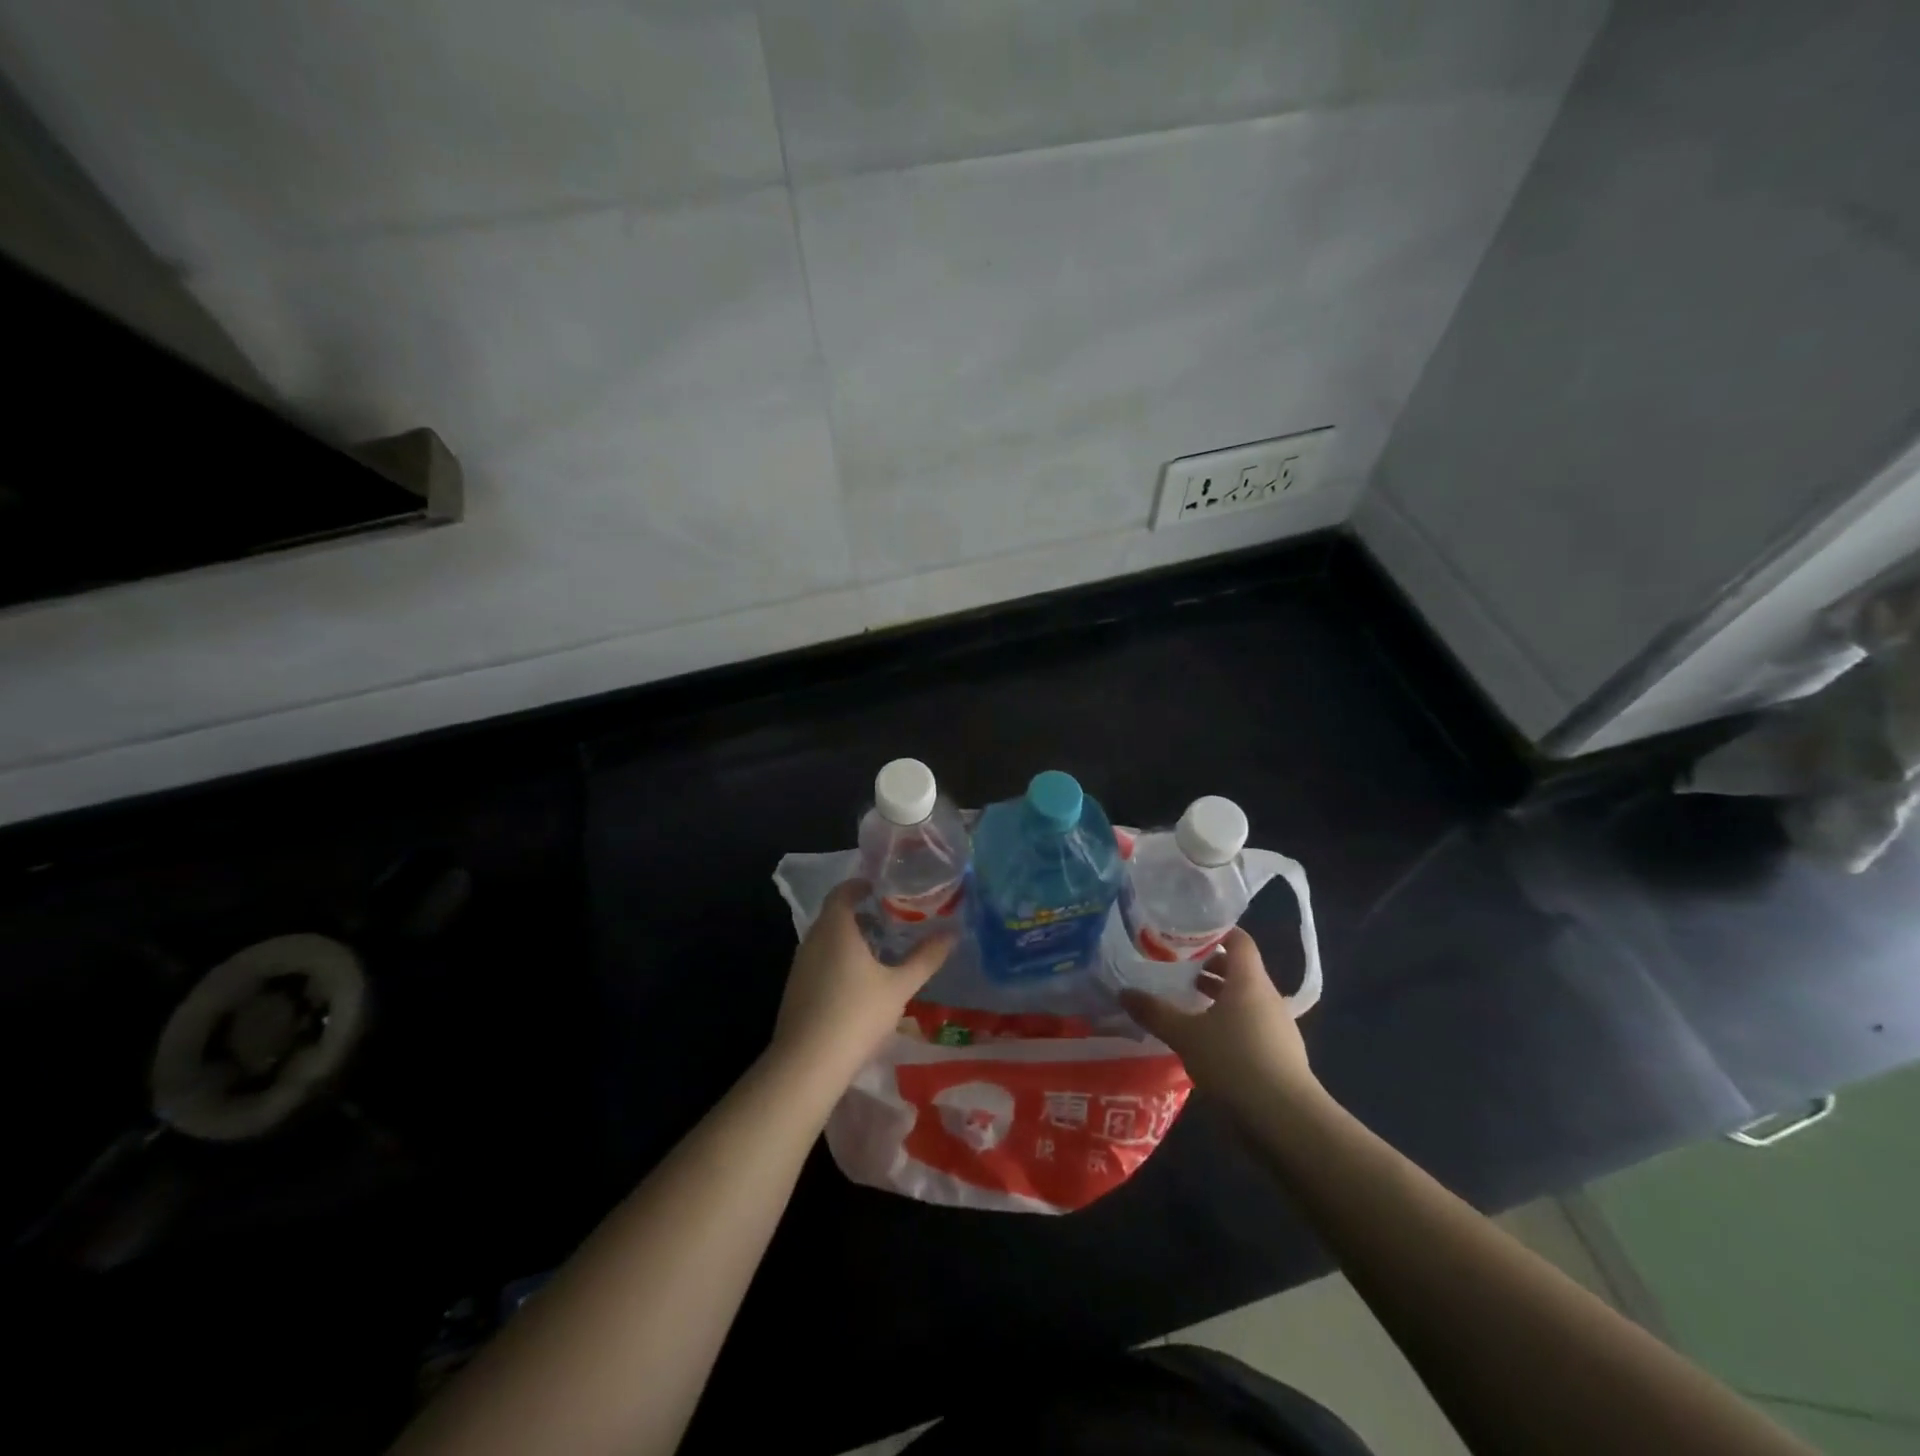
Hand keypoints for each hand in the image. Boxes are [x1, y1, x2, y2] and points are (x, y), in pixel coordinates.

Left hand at [771, 880, 954, 1087]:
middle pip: (835, 915)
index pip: (843, 891)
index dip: (862, 885)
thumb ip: (925, 958)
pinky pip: (819, 961)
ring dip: (850, 939)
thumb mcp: (899, 986)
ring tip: (881, 952)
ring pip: (827, 939)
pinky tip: (860, 983)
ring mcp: (800, 965)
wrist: (806, 1064)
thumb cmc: (856, 1014)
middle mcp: (813, 939)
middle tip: (892, 921)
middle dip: (862, 914)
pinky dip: (839, 959)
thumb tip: (952, 933)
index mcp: (835, 928)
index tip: (886, 889)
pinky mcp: (795, 989)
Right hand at [1119, 928, 1319, 1117]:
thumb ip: (1155, 1012)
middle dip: (1209, 965)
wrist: (1287, 1121)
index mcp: (1249, 980)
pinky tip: (1205, 1039)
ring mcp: (1278, 1026)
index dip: (1216, 931)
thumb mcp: (1186, 1035)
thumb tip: (1124, 992)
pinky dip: (1228, 1022)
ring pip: (1244, 999)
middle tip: (1176, 967)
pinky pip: (1250, 1024)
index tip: (1186, 932)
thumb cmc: (1235, 1062)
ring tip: (1185, 1001)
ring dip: (1217, 996)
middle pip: (1240, 969)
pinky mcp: (1279, 1054)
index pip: (1239, 940)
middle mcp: (1267, 996)